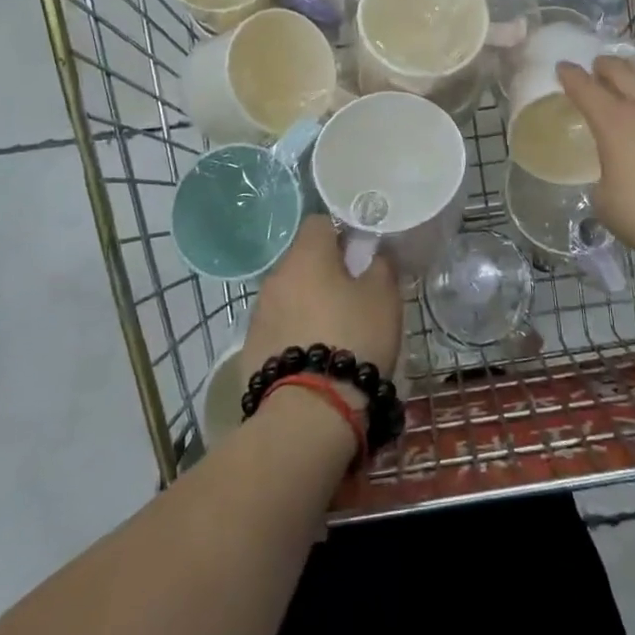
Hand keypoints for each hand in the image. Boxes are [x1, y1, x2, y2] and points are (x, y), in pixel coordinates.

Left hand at [242, 215, 402, 392]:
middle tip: (353, 295)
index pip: (320, 222)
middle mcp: (276, 276)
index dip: (342, 233)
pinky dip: (294, 334)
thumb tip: (376, 252)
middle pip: (303, 260)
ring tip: (334, 331)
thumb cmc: (353, 338)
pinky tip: (314, 356)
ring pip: (289, 295)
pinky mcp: (250, 348)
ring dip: (308, 304)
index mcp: (307, 255)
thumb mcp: (384, 297)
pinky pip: (278, 328)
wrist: (309, 411)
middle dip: (326, 272)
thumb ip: (381, 265)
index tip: (361, 254)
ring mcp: (259, 313)